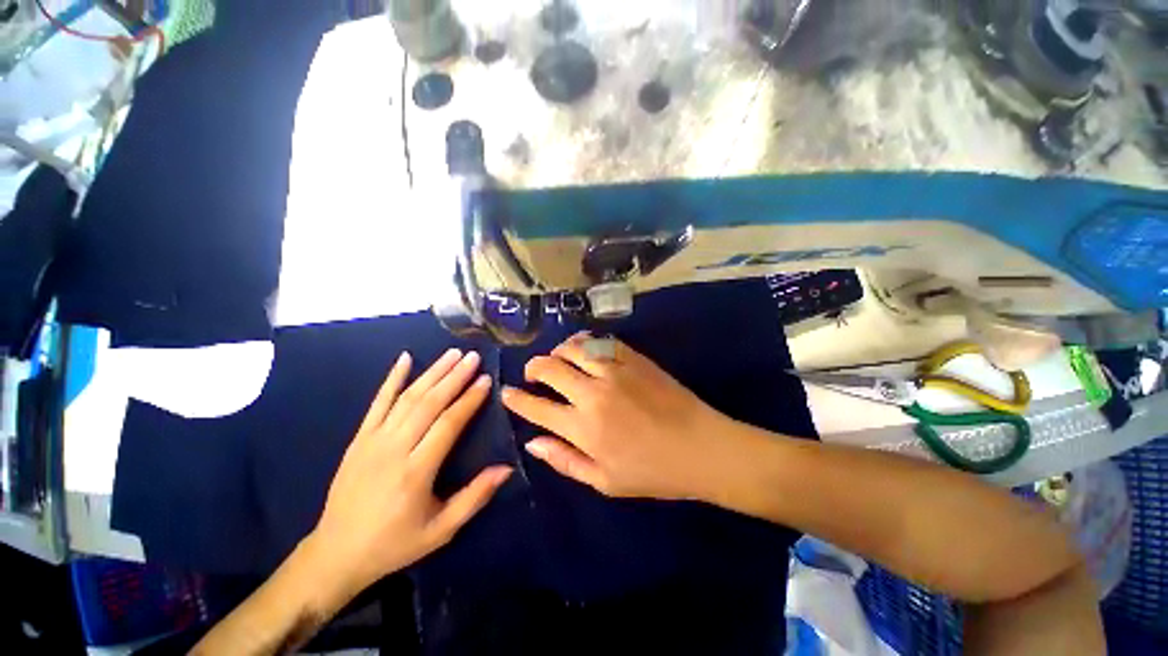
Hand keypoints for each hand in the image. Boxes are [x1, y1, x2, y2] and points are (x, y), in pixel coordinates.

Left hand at [305, 349, 511, 605]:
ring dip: (432, 372)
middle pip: (429, 404)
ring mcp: (372, 441)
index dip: (469, 399)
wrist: (336, 553)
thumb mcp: (441, 530)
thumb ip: (474, 497)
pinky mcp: (358, 439)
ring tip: (452, 353)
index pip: (448, 424)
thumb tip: (506, 468)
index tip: (486, 379)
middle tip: (474, 357)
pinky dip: (391, 378)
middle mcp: (394, 449)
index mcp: (416, 472)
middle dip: (454, 377)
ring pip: (407, 398)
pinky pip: (377, 402)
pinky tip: (404, 359)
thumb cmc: (395, 543)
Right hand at [500, 334, 737, 500]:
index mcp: (583, 428)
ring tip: (557, 359)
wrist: (701, 447)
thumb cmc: (653, 472)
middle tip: (532, 373)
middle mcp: (593, 393)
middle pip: (549, 368)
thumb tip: (532, 443)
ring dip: (558, 351)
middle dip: (533, 368)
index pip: (536, 408)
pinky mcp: (633, 358)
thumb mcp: (604, 481)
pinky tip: (583, 348)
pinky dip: (585, 341)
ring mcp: (615, 370)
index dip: (516, 399)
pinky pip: (601, 341)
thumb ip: (564, 460)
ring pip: (573, 348)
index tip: (507, 393)